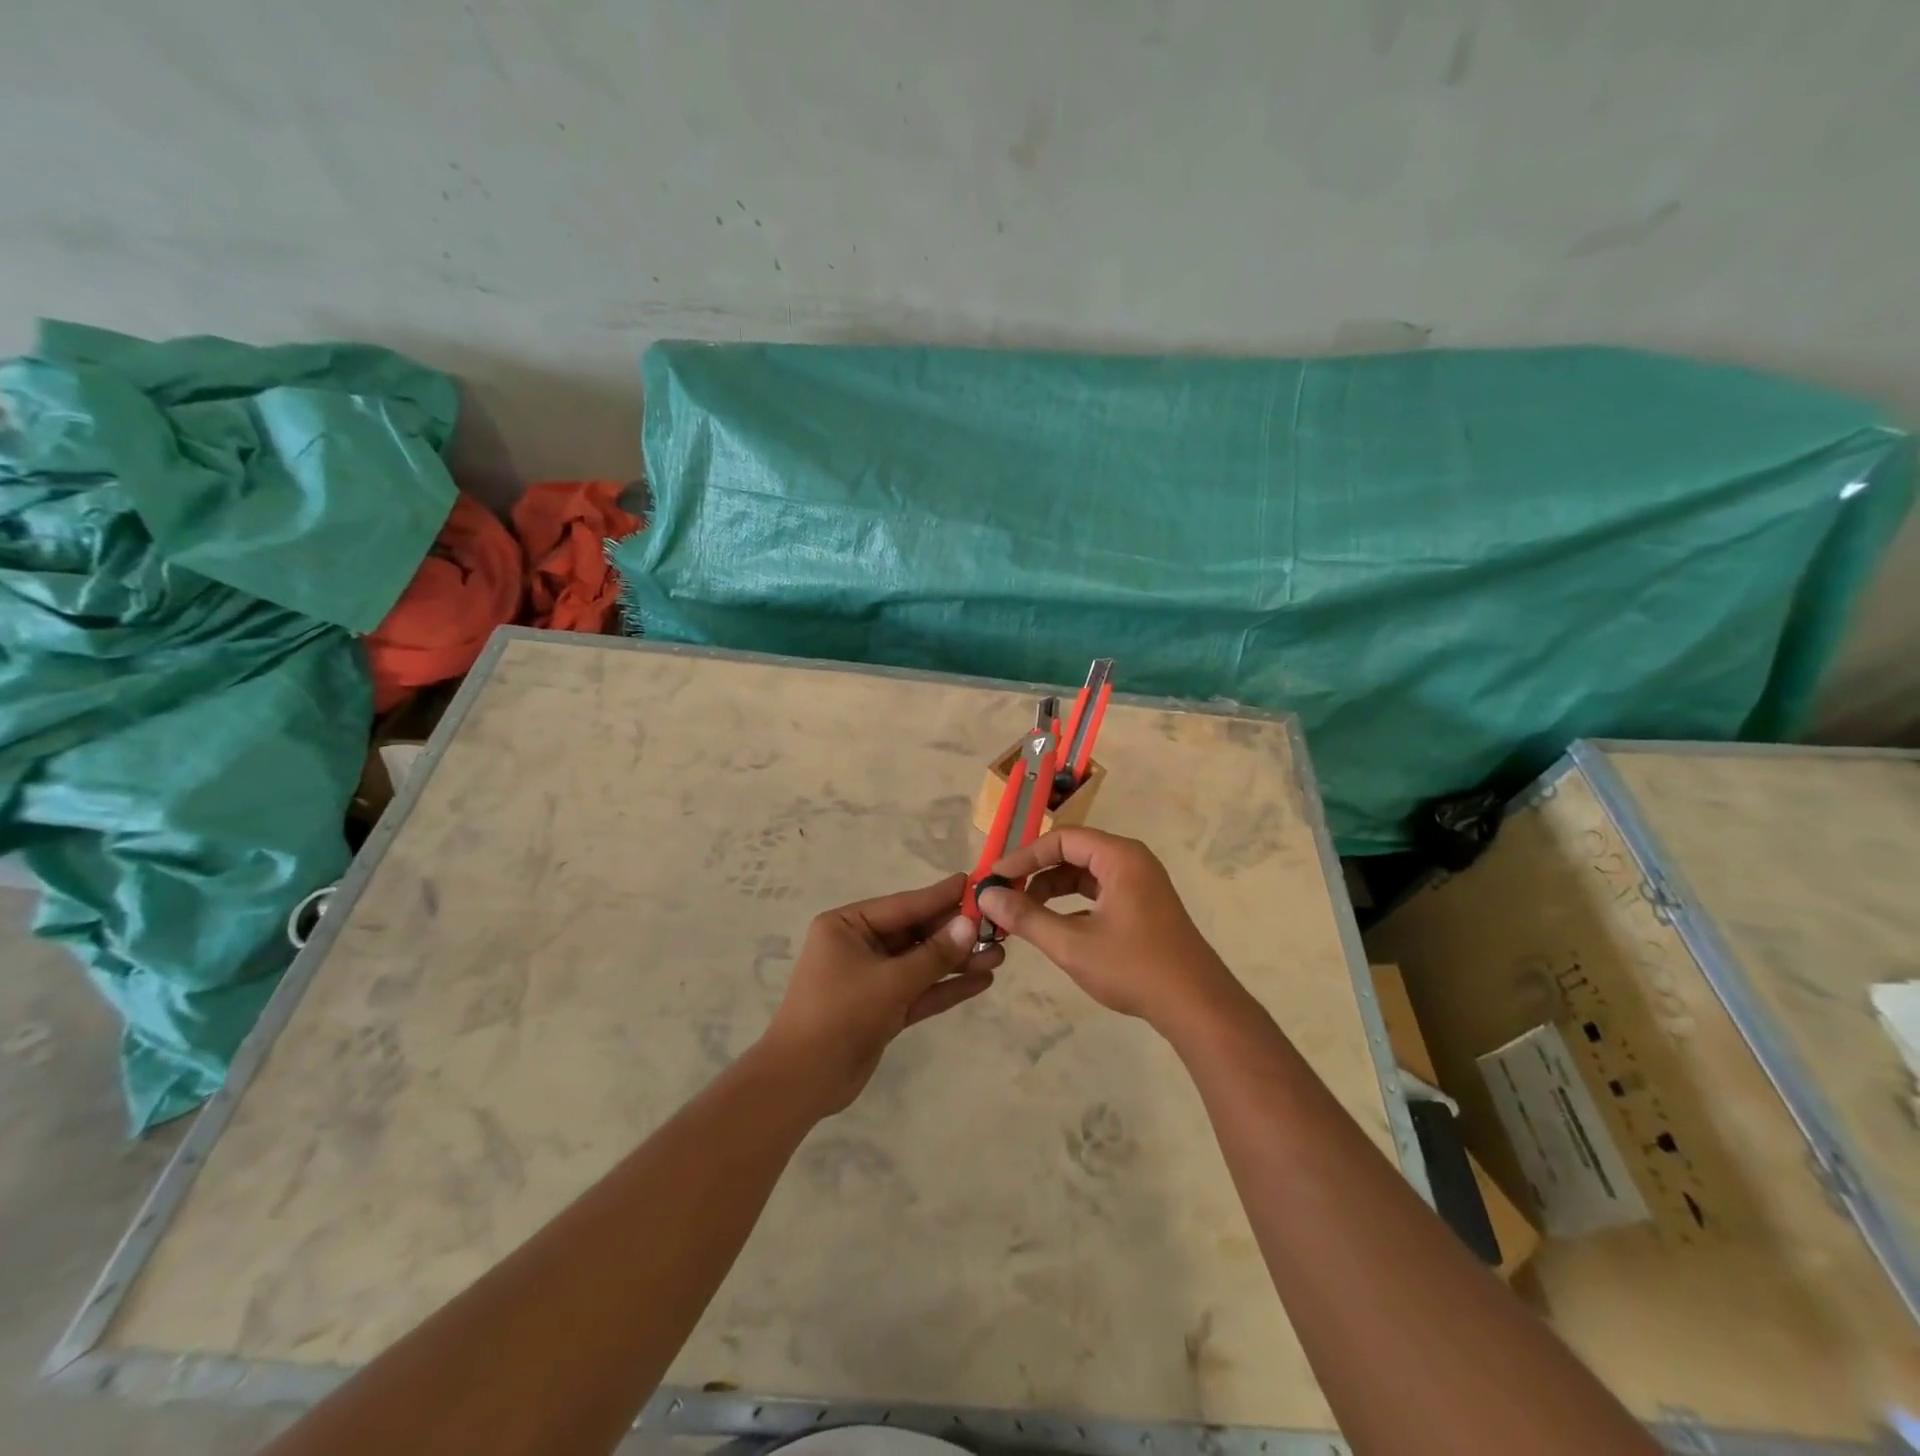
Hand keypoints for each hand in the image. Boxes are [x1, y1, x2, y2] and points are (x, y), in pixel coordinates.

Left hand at [759, 873, 1002, 1114]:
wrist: (802, 1082)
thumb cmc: (840, 1014)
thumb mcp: (890, 981)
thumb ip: (933, 955)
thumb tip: (970, 924)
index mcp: (847, 926)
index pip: (903, 905)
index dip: (941, 896)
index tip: (975, 883)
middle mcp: (859, 946)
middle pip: (915, 933)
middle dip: (955, 934)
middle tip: (997, 926)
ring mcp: (871, 978)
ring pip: (921, 964)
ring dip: (956, 961)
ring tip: (999, 955)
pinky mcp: (882, 1009)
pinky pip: (919, 990)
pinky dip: (946, 987)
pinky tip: (982, 981)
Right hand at [976, 828, 1240, 1030]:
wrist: (1197, 1006)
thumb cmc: (1134, 968)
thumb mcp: (1072, 944)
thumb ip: (1027, 917)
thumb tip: (987, 896)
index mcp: (1120, 857)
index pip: (1062, 839)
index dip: (1025, 856)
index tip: (995, 878)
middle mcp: (1132, 861)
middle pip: (1073, 852)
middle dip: (1036, 872)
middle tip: (1005, 894)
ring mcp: (1140, 884)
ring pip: (1085, 874)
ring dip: (1052, 889)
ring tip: (1023, 914)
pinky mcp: (1143, 906)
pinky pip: (1099, 891)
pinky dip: (1073, 903)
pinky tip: (1054, 927)